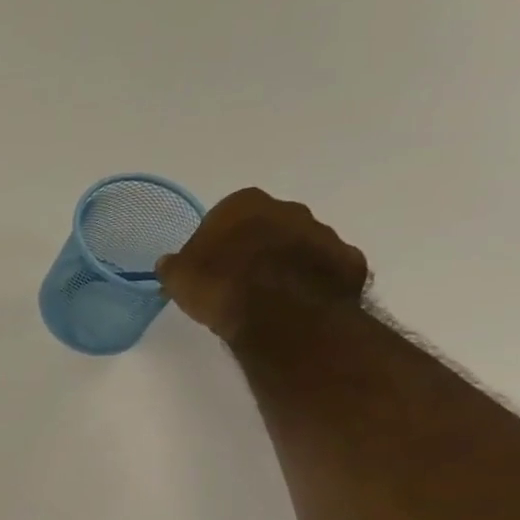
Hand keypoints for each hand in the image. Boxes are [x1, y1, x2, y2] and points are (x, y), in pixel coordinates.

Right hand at [155, 188, 369, 343]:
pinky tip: (295, 306)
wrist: (283, 315)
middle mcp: (289, 209)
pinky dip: (312, 283)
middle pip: (266, 226)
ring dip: (285, 265)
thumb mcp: (179, 278)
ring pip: (298, 247)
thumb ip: (175, 266)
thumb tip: (170, 263)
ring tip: (266, 299)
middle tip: (237, 281)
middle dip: (255, 248)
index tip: (209, 266)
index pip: (224, 216)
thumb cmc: (222, 286)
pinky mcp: (349, 263)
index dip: (216, 242)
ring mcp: (325, 234)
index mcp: (244, 204)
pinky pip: (324, 270)